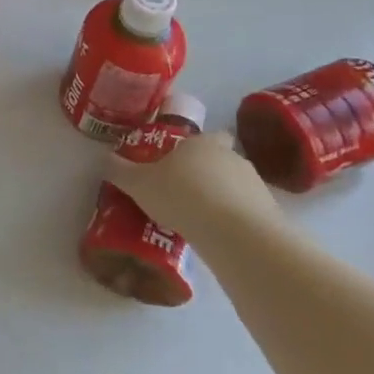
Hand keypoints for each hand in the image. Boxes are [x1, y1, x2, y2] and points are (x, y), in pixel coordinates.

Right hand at [111, 130, 282, 244]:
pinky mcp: (270, 213)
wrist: (234, 232)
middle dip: (209, 174)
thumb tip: (104, 159)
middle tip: (187, 194)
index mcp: (201, 143)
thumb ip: (121, 171)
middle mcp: (232, 157)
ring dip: (224, 199)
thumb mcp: (139, 184)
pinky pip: (249, 213)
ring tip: (202, 221)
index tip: (185, 162)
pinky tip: (220, 238)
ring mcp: (255, 184)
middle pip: (222, 160)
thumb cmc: (182, 196)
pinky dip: (237, 221)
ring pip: (237, 187)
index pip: (208, 135)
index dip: (198, 147)